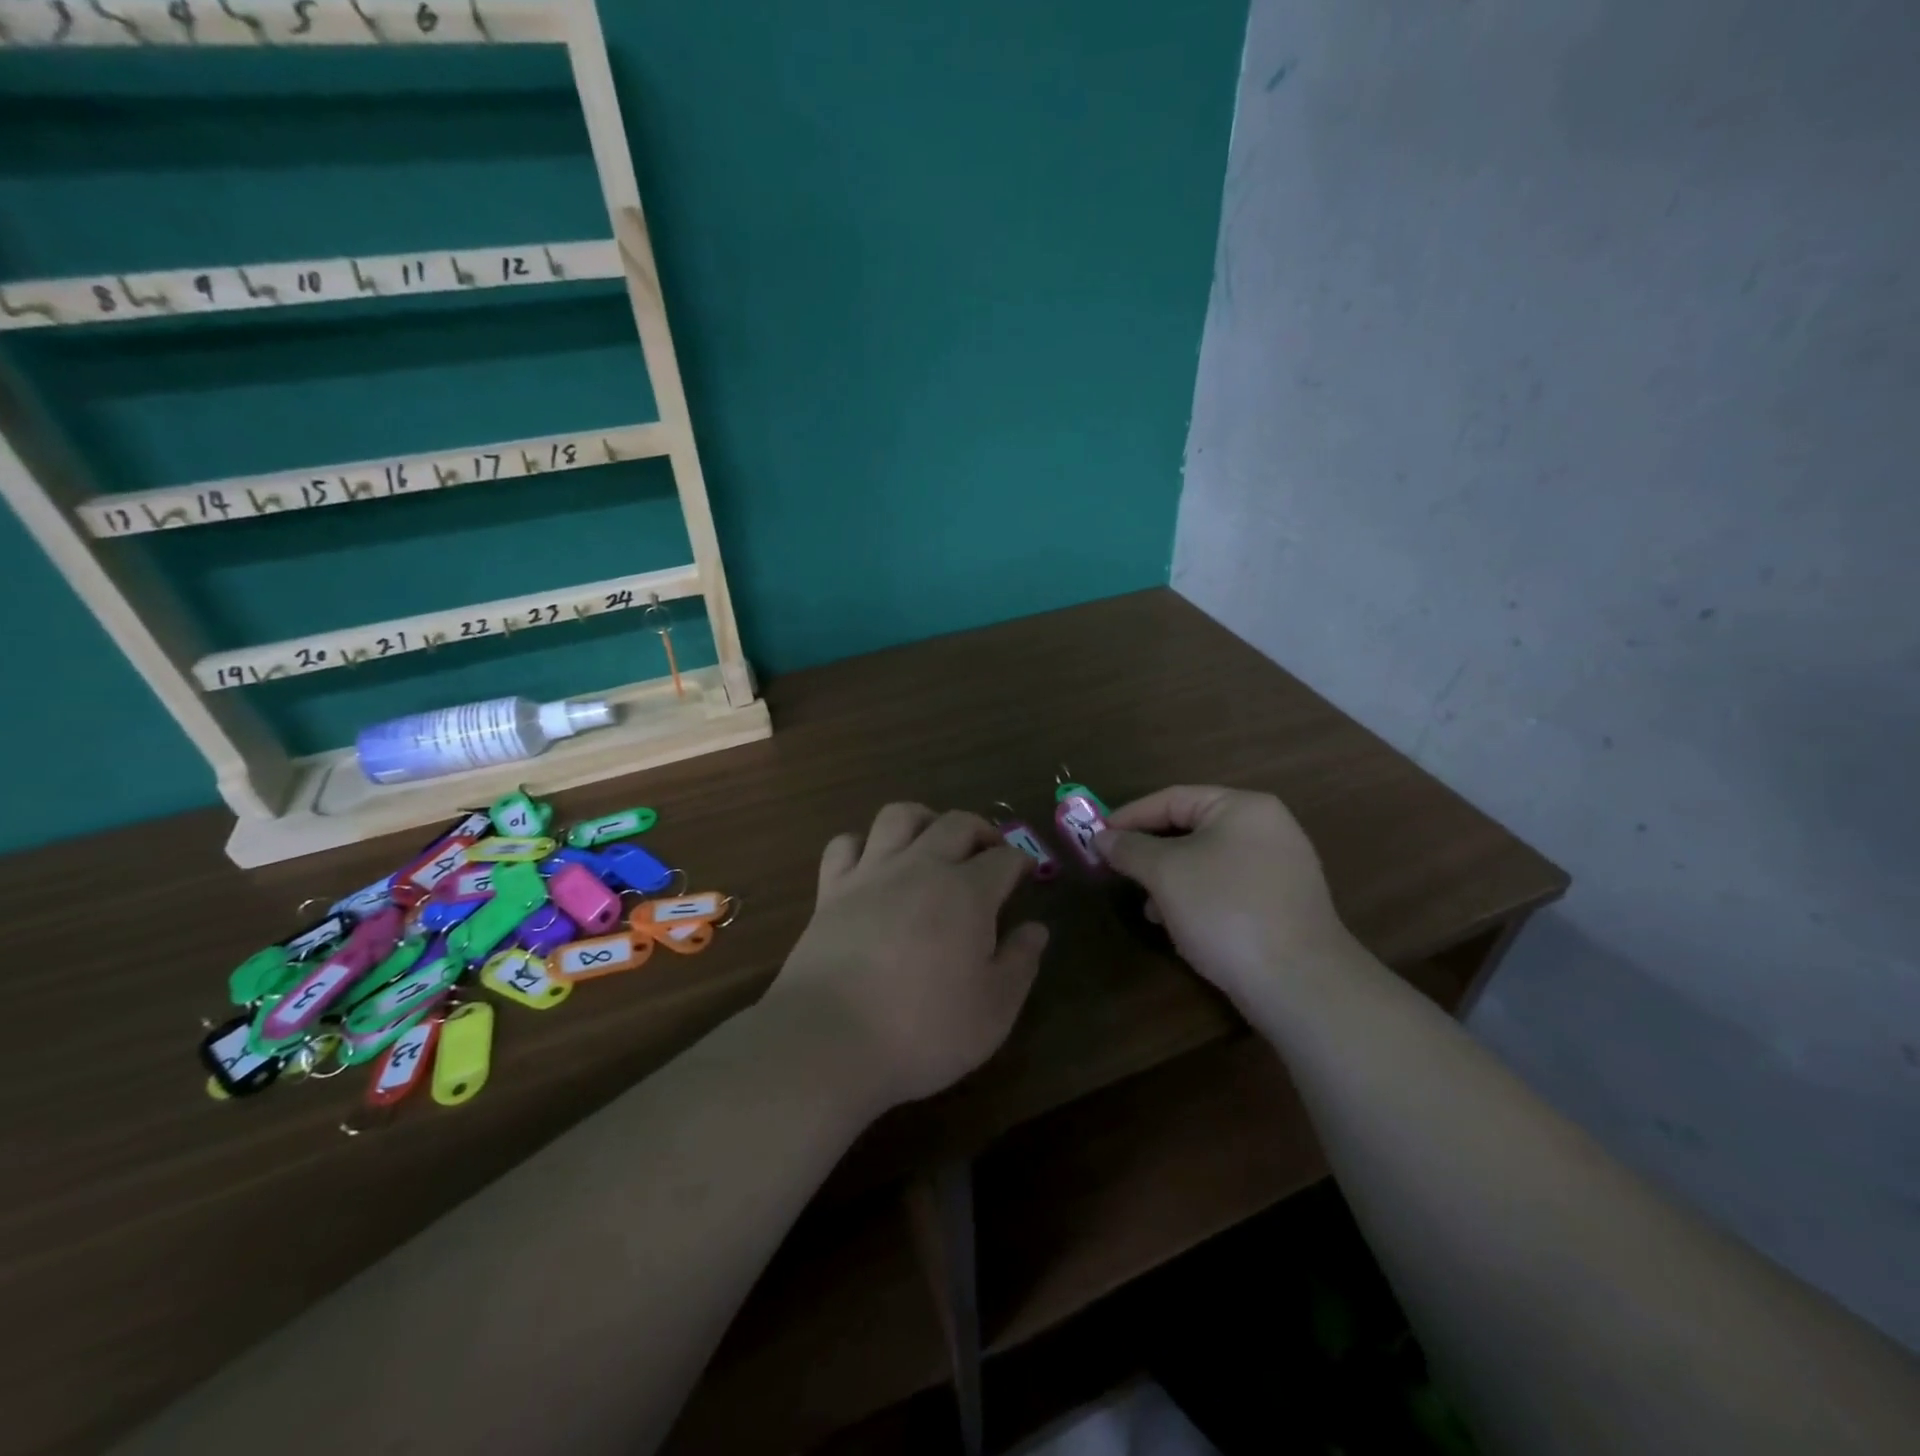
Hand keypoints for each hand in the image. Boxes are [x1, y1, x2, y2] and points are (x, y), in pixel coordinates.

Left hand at [762, 804, 1048, 1111]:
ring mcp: (871, 873)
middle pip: (956, 823)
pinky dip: (862, 844)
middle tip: (989, 851)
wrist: (829, 1039)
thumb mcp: (993, 1010)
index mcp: (967, 892)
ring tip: (932, 839)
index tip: (1027, 873)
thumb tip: (1037, 929)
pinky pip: (845, 844)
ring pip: (899, 816)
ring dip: (923, 819)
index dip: (1021, 861)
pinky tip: (871, 862)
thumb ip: (1020, 963)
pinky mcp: (830, 890)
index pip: (1004, 859)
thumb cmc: (923, 1030)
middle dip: (981, 829)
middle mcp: (921, 867)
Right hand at [1094, 786, 1356, 1008]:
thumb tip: (1102, 837)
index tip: (1096, 836)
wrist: (1299, 982)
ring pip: (1207, 862)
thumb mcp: (1166, 873)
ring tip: (1146, 907)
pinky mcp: (1282, 905)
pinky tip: (1179, 927)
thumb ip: (1130, 849)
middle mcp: (1267, 829)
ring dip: (1170, 880)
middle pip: (1191, 829)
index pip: (1173, 798)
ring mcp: (1280, 868)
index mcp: (1243, 808)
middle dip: (1150, 852)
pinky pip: (1227, 889)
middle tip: (1116, 870)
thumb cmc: (1225, 909)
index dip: (1130, 815)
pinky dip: (1197, 899)